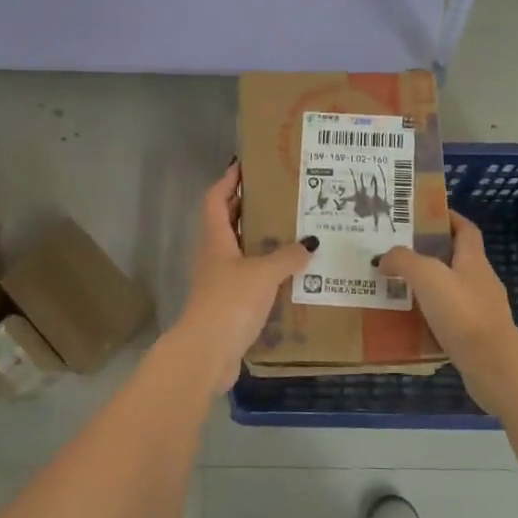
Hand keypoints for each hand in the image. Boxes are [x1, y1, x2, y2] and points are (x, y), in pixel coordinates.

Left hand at [170, 163, 312, 389]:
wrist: (207, 352)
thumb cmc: (230, 302)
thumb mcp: (263, 273)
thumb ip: (287, 256)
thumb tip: (310, 242)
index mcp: (216, 240)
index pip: (216, 199)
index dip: (228, 181)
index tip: (245, 165)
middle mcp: (214, 256)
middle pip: (228, 223)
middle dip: (249, 208)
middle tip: (280, 196)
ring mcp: (220, 282)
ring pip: (240, 252)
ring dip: (261, 241)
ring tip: (293, 232)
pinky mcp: (230, 305)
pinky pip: (250, 279)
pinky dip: (267, 272)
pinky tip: (291, 275)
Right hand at [378, 212, 517, 407]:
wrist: (494, 365)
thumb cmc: (462, 312)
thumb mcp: (427, 276)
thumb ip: (403, 261)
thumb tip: (384, 258)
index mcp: (473, 260)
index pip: (465, 230)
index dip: (449, 218)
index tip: (425, 215)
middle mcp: (481, 281)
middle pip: (456, 259)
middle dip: (429, 254)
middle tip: (397, 254)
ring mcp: (481, 311)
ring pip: (451, 290)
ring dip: (428, 288)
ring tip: (397, 289)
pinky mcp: (475, 337)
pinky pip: (449, 319)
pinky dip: (431, 317)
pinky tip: (410, 323)